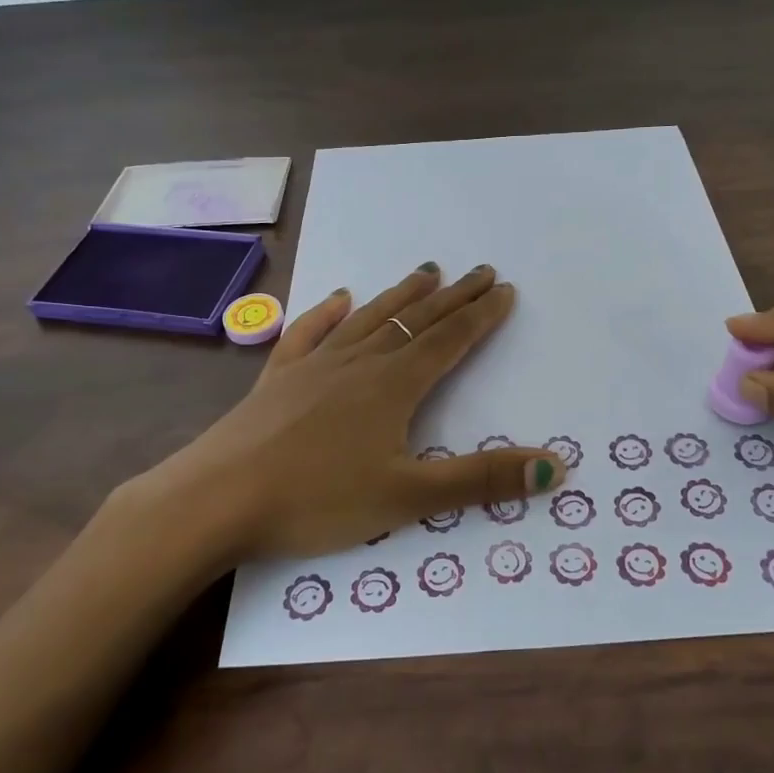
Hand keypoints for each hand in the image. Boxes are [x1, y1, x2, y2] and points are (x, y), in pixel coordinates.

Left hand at [121, 263, 565, 561]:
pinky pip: (308, 333)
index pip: (449, 340)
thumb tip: (556, 467)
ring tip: (426, 272)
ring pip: (368, 318)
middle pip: (414, 320)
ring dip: (400, 295)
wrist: (216, 499)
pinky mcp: (277, 378)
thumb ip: (482, 480)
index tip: (504, 289)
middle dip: (452, 297)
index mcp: (393, 386)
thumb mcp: (408, 497)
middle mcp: (358, 363)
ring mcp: (314, 366)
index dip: (480, 316)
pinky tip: (336, 298)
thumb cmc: (317, 500)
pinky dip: (327, 313)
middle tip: (479, 272)